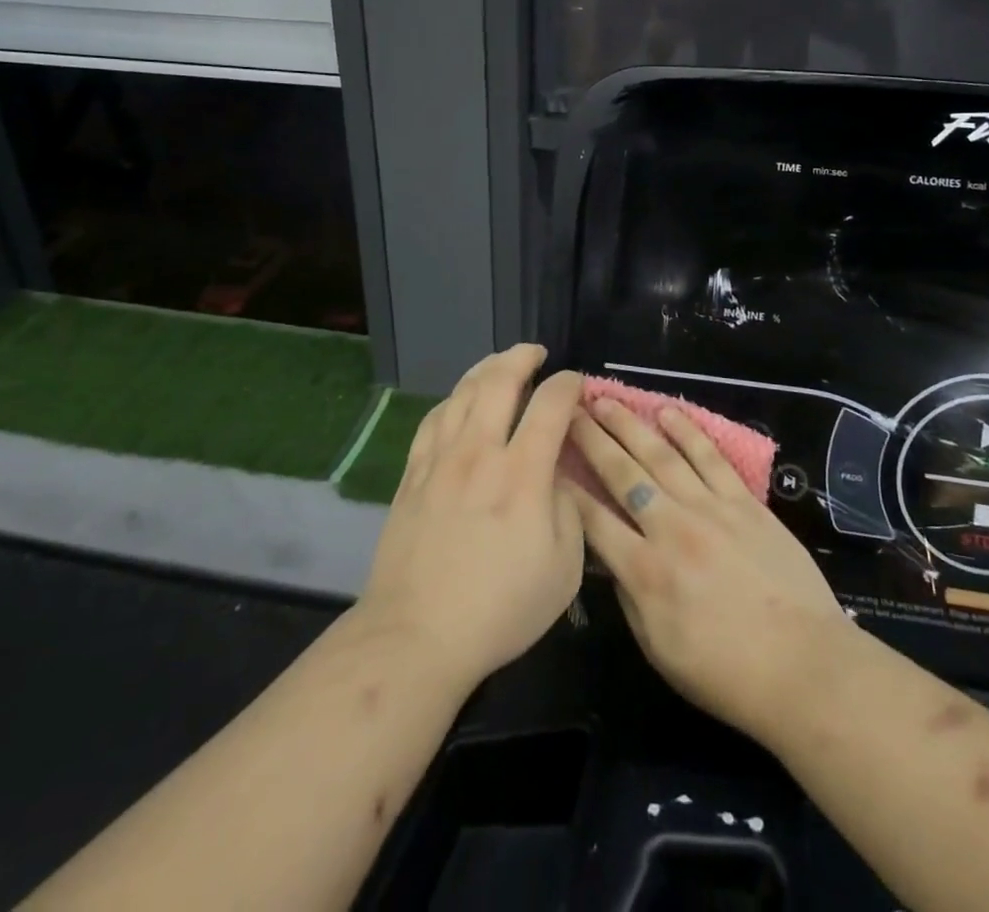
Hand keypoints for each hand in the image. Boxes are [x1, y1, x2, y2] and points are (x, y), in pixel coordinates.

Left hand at [355, 345, 584, 693]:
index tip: (575, 382)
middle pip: (498, 382)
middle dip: (521, 357)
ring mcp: (440, 461)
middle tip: (536, 352)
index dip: (567, 384)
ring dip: (485, 369)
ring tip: (499, 363)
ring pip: (462, 393)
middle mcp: (480, 453)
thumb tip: (555, 474)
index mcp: (523, 474)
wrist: (417, 635)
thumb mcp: (564, 568)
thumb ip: (567, 508)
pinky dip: (451, 399)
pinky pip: (432, 420)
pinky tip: (458, 400)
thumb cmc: (500, 608)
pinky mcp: (413, 475)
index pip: (550, 405)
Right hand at [564, 397, 849, 738]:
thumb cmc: (726, 673)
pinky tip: (667, 412)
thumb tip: (611, 558)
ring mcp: (710, 509)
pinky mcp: (744, 502)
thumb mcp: (659, 649)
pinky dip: (687, 432)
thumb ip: (629, 597)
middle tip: (569, 410)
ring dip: (630, 424)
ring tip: (606, 400)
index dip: (567, 488)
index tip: (549, 460)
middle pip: (622, 474)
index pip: (593, 519)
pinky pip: (710, 458)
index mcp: (645, 571)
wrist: (804, 667)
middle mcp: (670, 529)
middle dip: (591, 439)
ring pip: (661, 455)